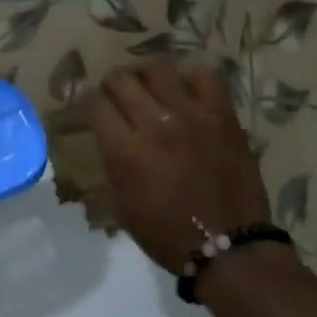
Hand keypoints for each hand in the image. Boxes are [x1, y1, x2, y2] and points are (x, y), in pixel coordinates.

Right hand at [92, 62, 271, 274]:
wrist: (228, 247)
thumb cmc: (167, 234)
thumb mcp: (121, 205)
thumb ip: (112, 163)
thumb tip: (109, 136)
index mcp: (125, 151)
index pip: (95, 103)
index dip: (88, 100)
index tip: (91, 105)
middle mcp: (155, 124)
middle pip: (121, 79)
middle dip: (111, 82)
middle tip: (115, 92)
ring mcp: (192, 115)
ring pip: (158, 68)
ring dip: (144, 73)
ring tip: (147, 83)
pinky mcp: (222, 115)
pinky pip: (204, 75)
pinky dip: (190, 77)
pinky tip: (185, 90)